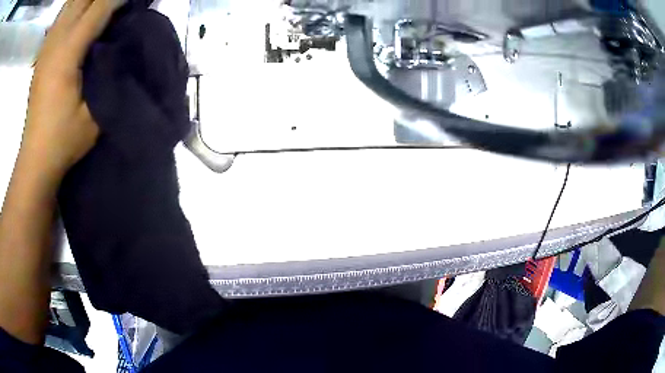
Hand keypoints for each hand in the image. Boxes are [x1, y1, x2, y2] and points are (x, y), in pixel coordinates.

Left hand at [22, 0, 123, 178]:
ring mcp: (46, 47)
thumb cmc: (63, 140)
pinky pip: (60, 17)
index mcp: (67, 53)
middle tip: (118, 6)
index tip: (136, 3)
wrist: (35, 159)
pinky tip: (81, 16)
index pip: (99, 7)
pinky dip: (74, 8)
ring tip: (100, 9)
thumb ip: (110, 75)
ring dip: (86, 1)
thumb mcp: (94, 114)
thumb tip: (125, 45)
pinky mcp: (42, 54)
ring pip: (70, 4)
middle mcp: (55, 42)